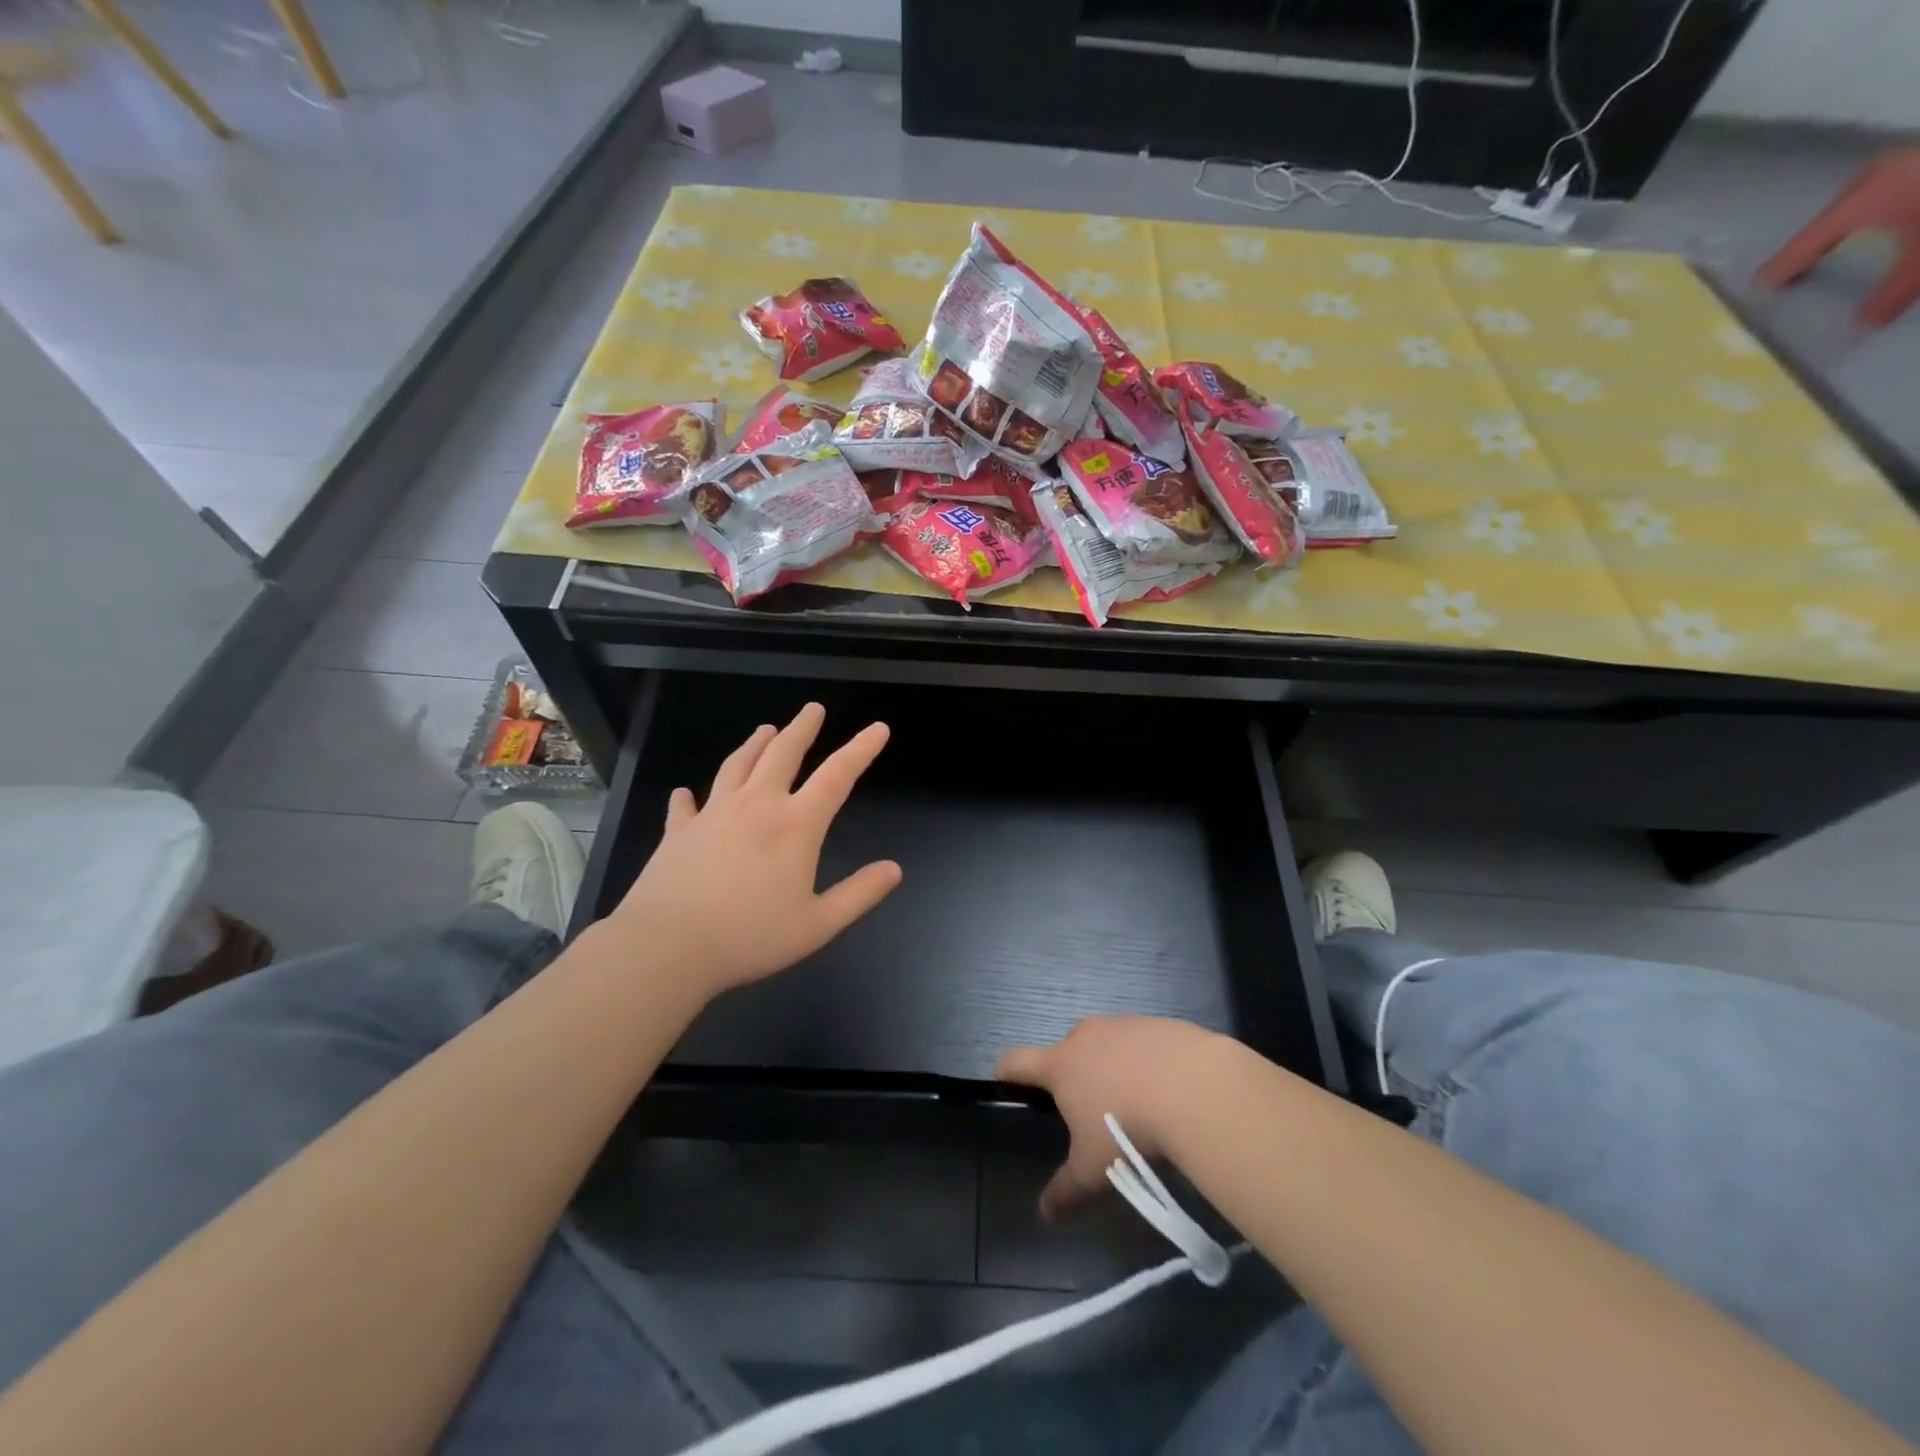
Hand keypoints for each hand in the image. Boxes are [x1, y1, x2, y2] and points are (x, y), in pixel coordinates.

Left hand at [609, 703, 901, 996]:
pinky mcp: (679, 831)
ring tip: (765, 730)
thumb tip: (894, 869)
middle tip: (813, 709)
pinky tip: (686, 793)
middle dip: (802, 728)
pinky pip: (686, 805)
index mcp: (795, 825)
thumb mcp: (818, 924)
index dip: (860, 749)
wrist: (668, 946)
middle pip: (782, 753)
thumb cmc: (750, 937)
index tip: (877, 729)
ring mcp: (713, 814)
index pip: (837, 776)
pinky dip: (690, 796)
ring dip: (755, 744)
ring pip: (737, 765)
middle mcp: (756, 806)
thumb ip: (859, 894)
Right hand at [996, 1016, 1219, 1221]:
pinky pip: (1143, 1041)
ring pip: (1107, 1043)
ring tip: (1136, 1103)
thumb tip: (1045, 1214)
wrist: (1194, 1089)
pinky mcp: (1158, 1023)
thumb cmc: (1128, 1128)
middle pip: (1067, 1050)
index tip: (1006, 1082)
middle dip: (1074, 1075)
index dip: (1007, 1072)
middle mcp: (1086, 1036)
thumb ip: (1066, 1191)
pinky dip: (1148, 1060)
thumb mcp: (1094, 1171)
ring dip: (1113, 1066)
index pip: (1017, 1061)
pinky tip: (1168, 1089)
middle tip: (1091, 1112)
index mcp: (1061, 1065)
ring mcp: (1123, 1024)